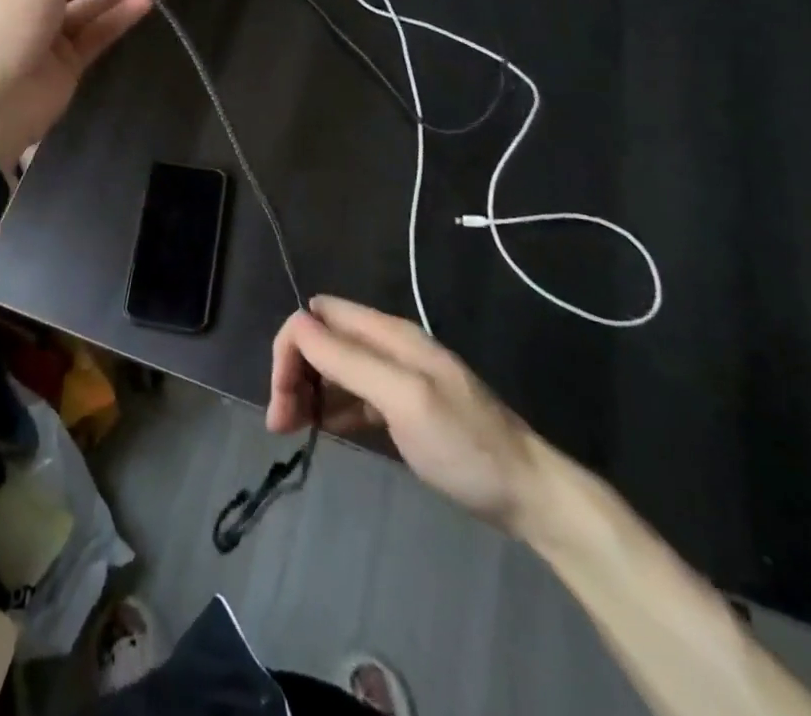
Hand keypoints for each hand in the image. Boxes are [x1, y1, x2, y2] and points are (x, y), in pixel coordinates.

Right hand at [268, 296, 540, 531]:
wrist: (530, 495)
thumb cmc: (464, 445)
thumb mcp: (404, 399)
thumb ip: (350, 360)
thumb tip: (296, 326)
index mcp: (388, 333)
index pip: (318, 315)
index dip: (292, 347)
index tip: (281, 397)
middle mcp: (387, 346)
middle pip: (322, 340)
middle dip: (294, 372)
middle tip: (280, 422)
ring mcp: (396, 376)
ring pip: (333, 368)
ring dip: (307, 391)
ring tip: (290, 431)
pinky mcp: (402, 407)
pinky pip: (352, 396)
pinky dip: (330, 408)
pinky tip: (321, 431)